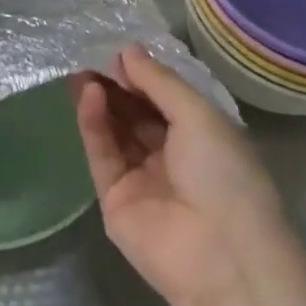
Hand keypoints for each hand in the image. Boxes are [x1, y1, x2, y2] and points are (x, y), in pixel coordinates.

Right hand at [71, 44, 299, 305]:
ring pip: (115, 132)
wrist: (219, 253)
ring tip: (80, 72)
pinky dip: (94, 125)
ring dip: (101, 102)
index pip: (167, 99)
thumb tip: (128, 51)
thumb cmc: (224, 174)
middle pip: (137, 114)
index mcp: (204, 136)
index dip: (144, 75)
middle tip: (89, 58)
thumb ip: (160, 83)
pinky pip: (102, 154)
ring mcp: (142, 178)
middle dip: (116, 86)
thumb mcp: (200, 116)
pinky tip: (88, 96)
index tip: (119, 52)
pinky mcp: (114, 198)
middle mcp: (173, 155)